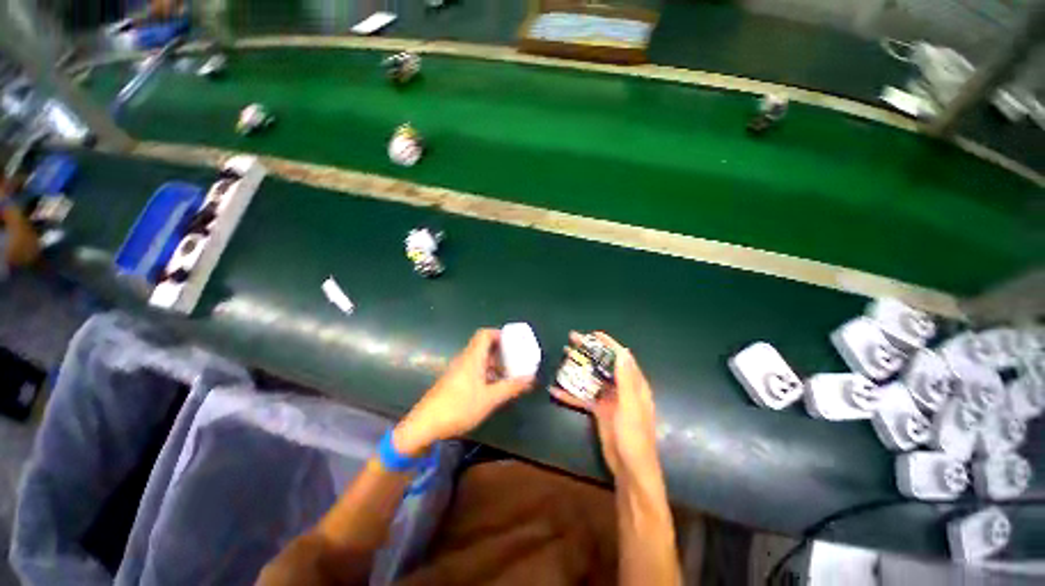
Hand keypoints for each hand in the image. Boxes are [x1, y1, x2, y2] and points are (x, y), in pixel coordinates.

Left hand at [393, 329, 534, 456]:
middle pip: (483, 346)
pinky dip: (485, 373)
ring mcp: (457, 371)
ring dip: (494, 364)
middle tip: (515, 360)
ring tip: (508, 375)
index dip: (499, 334)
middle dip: (501, 351)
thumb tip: (530, 378)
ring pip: (478, 360)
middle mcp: (464, 360)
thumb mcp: (490, 399)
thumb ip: (511, 387)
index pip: (484, 334)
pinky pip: (473, 370)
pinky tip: (493, 388)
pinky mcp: (453, 382)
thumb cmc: (459, 407)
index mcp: (472, 358)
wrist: (425, 425)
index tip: (513, 342)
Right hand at [551, 332, 660, 482]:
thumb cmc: (634, 437)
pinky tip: (554, 390)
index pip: (621, 358)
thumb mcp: (630, 406)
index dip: (608, 344)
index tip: (593, 334)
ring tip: (563, 355)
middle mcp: (621, 388)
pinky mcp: (599, 410)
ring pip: (591, 378)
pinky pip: (582, 398)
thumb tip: (623, 352)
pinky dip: (570, 394)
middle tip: (571, 339)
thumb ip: (626, 380)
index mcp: (634, 385)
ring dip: (578, 367)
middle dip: (588, 351)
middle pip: (603, 364)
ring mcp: (609, 399)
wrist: (630, 470)